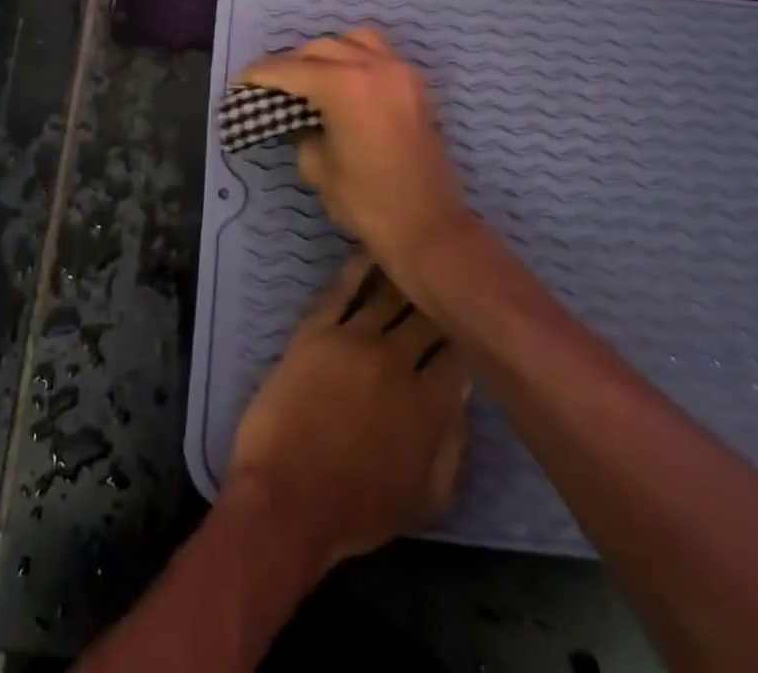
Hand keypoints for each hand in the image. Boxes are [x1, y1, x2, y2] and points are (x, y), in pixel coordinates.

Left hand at [225, 257, 468, 572]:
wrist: (286, 497)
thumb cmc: (357, 508)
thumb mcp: (427, 498)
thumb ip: (453, 444)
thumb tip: (462, 397)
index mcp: (431, 403)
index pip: (460, 355)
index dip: (468, 335)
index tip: (471, 319)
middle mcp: (397, 360)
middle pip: (427, 317)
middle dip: (440, 299)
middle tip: (447, 278)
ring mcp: (354, 339)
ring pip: (387, 295)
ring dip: (404, 275)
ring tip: (415, 251)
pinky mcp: (316, 329)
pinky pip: (341, 289)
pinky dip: (358, 268)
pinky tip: (370, 250)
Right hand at [242, 30, 475, 302]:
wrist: (429, 227)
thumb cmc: (367, 201)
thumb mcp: (318, 167)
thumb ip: (302, 131)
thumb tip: (300, 120)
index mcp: (344, 85)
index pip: (290, 70)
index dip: (261, 74)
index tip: (241, 80)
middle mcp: (373, 66)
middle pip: (320, 48)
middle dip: (291, 63)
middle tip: (272, 84)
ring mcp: (399, 72)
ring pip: (354, 40)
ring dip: (327, 53)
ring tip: (312, 76)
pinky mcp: (415, 85)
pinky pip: (380, 55)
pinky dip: (357, 58)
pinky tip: (345, 81)